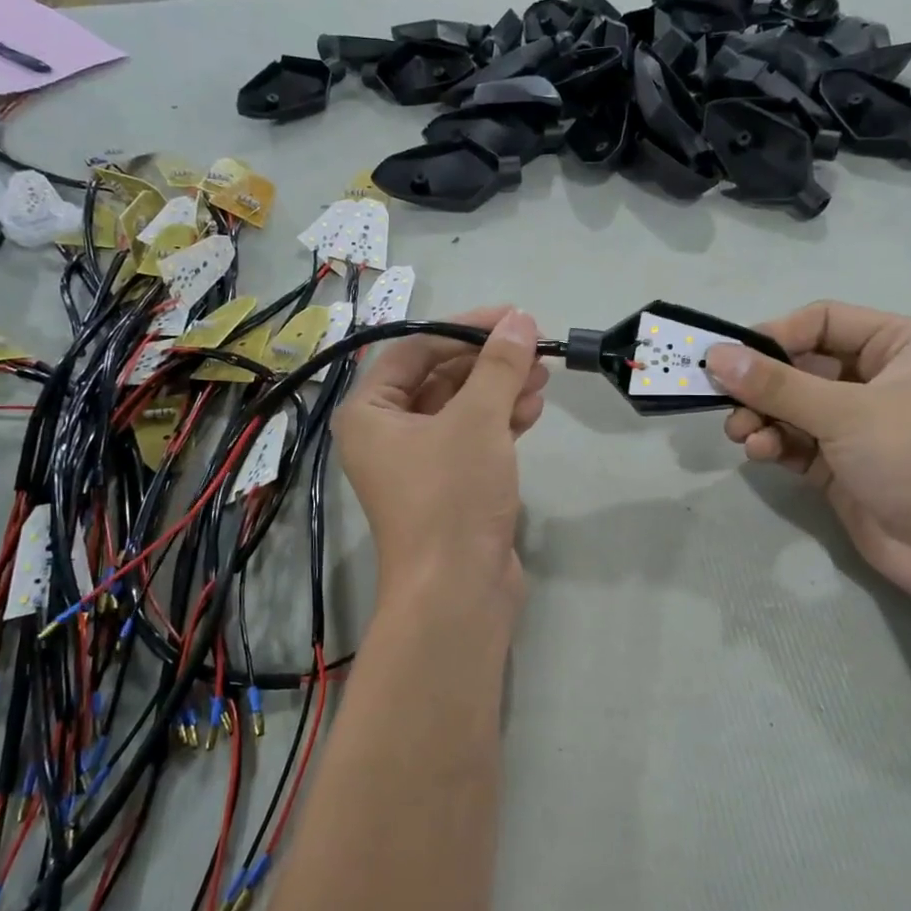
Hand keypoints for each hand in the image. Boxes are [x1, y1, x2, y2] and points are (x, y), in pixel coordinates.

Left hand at [335, 307, 548, 611]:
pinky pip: (471, 439)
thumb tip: (519, 321)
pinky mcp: (448, 487)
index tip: (511, 318)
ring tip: (542, 376)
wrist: (457, 592)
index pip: (414, 349)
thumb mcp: (477, 420)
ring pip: (459, 409)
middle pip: (438, 378)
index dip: (463, 328)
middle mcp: (385, 434)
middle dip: (487, 362)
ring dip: (499, 390)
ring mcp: (417, 464)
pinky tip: (532, 410)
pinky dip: (500, 422)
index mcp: (369, 412)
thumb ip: (499, 366)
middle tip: (532, 347)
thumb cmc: (452, 495)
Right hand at [706, 302, 910, 597]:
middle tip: (724, 400)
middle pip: (801, 367)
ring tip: (740, 434)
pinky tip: (759, 453)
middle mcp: (877, 379)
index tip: (731, 357)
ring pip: (792, 407)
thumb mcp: (845, 412)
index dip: (776, 335)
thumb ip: (776, 384)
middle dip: (761, 385)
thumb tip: (716, 356)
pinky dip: (774, 444)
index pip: (823, 322)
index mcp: (898, 346)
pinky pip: (795, 442)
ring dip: (761, 417)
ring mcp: (857, 425)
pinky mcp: (840, 465)